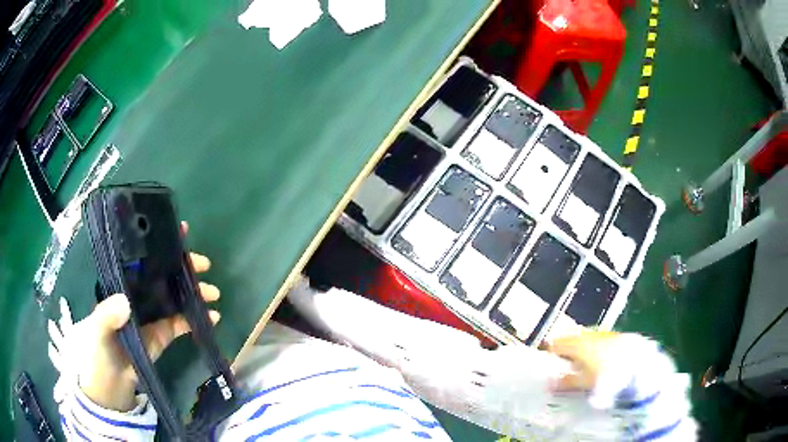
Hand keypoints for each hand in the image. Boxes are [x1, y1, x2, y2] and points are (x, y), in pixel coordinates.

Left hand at [48, 222, 220, 411]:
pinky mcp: (164, 333)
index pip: (142, 258)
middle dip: (184, 266)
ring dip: (196, 292)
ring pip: (176, 295)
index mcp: (124, 285)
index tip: (178, 230)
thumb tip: (125, 302)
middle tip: (204, 264)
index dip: (159, 243)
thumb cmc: (100, 349)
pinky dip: (197, 318)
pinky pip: (182, 322)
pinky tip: (213, 318)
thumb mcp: (98, 330)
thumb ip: (107, 315)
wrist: (111, 381)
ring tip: (214, 293)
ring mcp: (153, 313)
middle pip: (164, 274)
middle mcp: (139, 294)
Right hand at [544, 331, 621, 392]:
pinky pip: (597, 340)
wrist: (638, 363)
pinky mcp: (614, 336)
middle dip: (564, 349)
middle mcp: (588, 335)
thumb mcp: (584, 383)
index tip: (545, 360)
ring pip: (585, 338)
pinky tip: (596, 359)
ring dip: (579, 348)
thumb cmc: (607, 375)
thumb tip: (548, 384)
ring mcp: (602, 333)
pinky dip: (592, 348)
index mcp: (577, 344)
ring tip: (578, 363)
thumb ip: (566, 382)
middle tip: (560, 363)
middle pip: (570, 339)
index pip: (556, 343)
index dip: (548, 351)